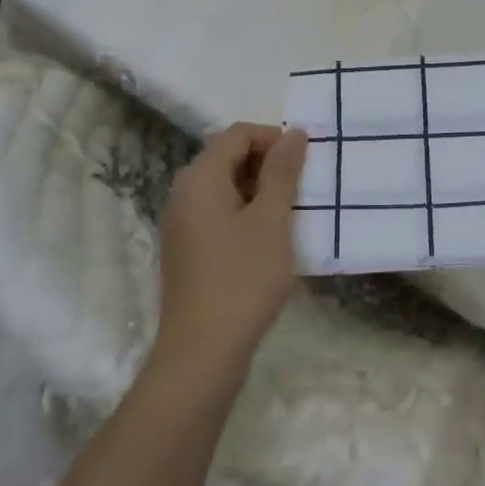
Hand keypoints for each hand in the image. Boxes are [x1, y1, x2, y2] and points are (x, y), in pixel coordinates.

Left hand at [152, 123, 308, 370]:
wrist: (202, 352)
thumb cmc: (242, 279)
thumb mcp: (272, 220)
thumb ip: (282, 172)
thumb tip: (294, 133)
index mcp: (200, 178)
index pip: (237, 134)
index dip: (273, 138)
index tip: (304, 162)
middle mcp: (183, 192)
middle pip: (227, 156)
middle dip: (266, 163)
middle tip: (300, 188)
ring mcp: (180, 222)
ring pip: (223, 186)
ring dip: (257, 189)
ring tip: (289, 213)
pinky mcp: (185, 248)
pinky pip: (216, 212)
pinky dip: (243, 212)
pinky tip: (266, 238)